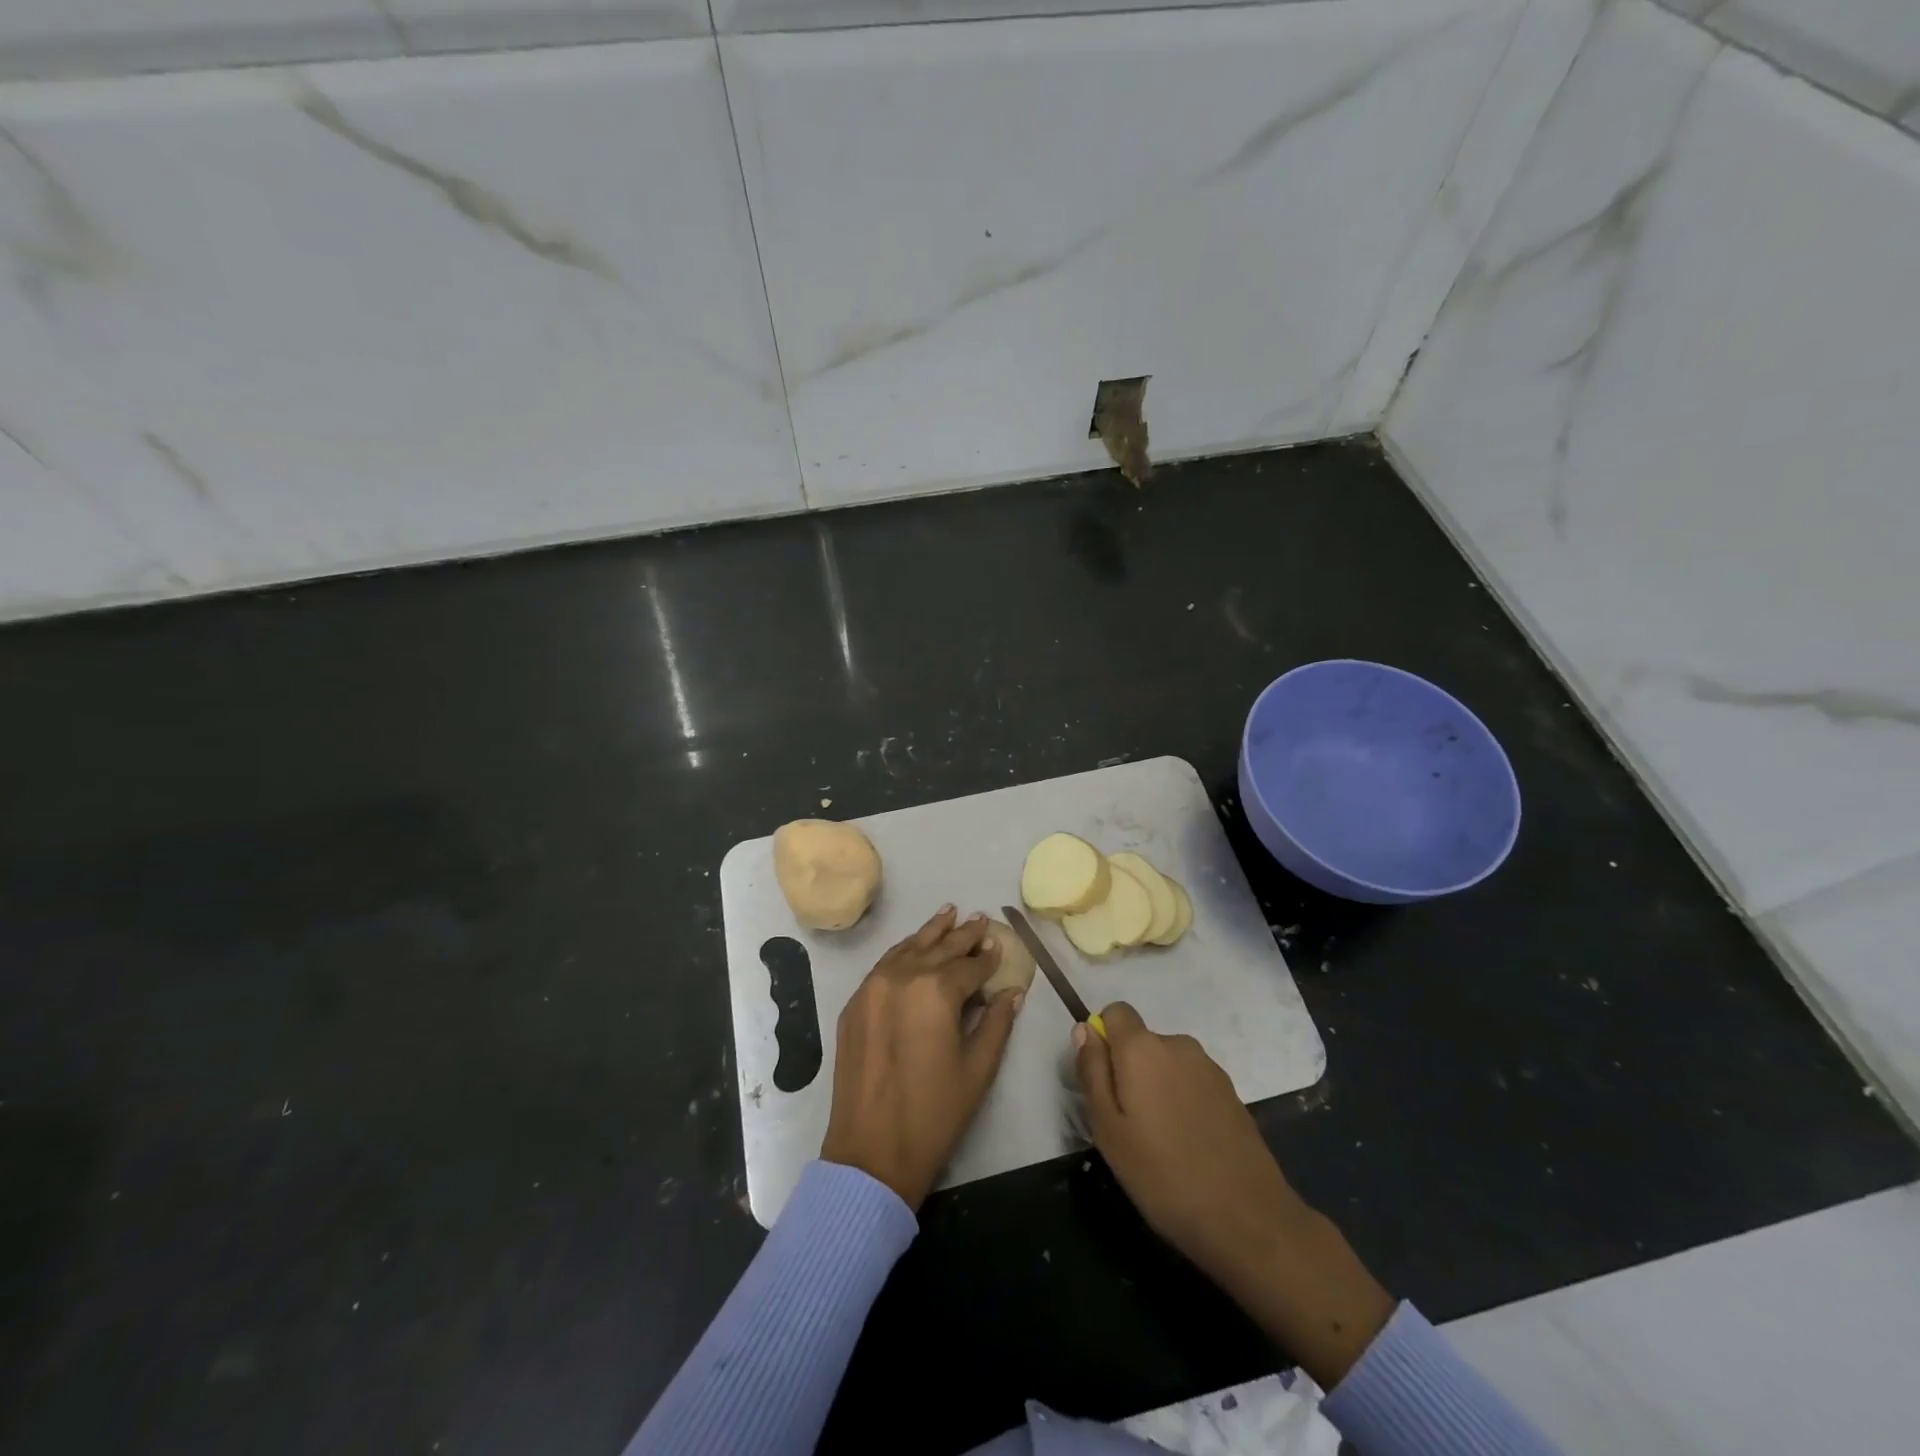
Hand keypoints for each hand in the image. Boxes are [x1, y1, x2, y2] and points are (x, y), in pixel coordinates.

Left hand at [820, 907, 1024, 1209]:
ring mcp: (872, 987)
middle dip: (963, 935)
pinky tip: (914, 946)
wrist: (870, 1152)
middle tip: (980, 918)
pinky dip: (903, 951)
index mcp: (936, 991)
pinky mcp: (854, 1003)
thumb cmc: (934, 1114)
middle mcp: (902, 977)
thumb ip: (997, 1023)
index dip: (988, 958)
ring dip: (931, 932)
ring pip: (908, 948)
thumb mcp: (977, 1069)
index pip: (970, 966)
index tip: (1000, 945)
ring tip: (949, 913)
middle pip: (939, 948)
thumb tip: (1013, 992)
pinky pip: (884, 965)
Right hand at [1075, 1002, 1393, 1386]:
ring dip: (1158, 1088)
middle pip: (1144, 1039)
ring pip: (1168, 1064)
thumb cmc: (1166, 1181)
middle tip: (1124, 1124)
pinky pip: (1194, 1084)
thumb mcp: (1109, 1132)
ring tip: (1157, 1145)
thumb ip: (1092, 1072)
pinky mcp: (1235, 1097)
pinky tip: (1189, 1152)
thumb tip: (1086, 1029)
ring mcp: (1212, 1070)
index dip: (1106, 1038)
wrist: (1253, 1226)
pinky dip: (1184, 1104)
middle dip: (1129, 1067)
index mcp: (1147, 1047)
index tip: (1101, 1078)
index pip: (1118, 1013)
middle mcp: (1181, 1046)